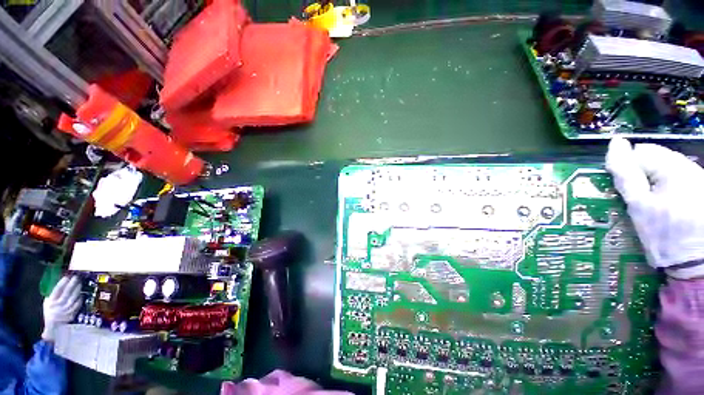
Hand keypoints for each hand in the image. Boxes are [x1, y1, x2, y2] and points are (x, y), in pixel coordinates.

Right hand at [41, 275, 81, 341]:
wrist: (53, 328)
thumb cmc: (50, 312)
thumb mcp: (47, 303)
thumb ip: (52, 294)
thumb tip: (59, 283)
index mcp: (50, 302)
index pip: (56, 291)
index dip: (62, 283)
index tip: (67, 277)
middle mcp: (58, 306)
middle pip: (66, 293)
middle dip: (71, 284)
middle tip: (76, 277)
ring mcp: (65, 311)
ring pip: (73, 298)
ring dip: (77, 290)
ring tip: (80, 283)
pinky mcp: (72, 314)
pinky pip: (77, 305)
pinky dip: (79, 299)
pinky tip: (81, 294)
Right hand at [606, 137, 703, 278]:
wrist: (696, 262)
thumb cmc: (664, 235)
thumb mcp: (639, 206)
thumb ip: (626, 173)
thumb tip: (616, 143)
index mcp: (673, 168)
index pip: (640, 151)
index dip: (627, 167)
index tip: (624, 188)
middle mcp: (689, 166)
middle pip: (656, 156)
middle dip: (642, 173)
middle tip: (638, 197)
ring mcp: (699, 176)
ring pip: (667, 165)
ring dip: (655, 179)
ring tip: (653, 202)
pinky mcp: (702, 185)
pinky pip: (679, 175)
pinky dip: (667, 185)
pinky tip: (668, 203)